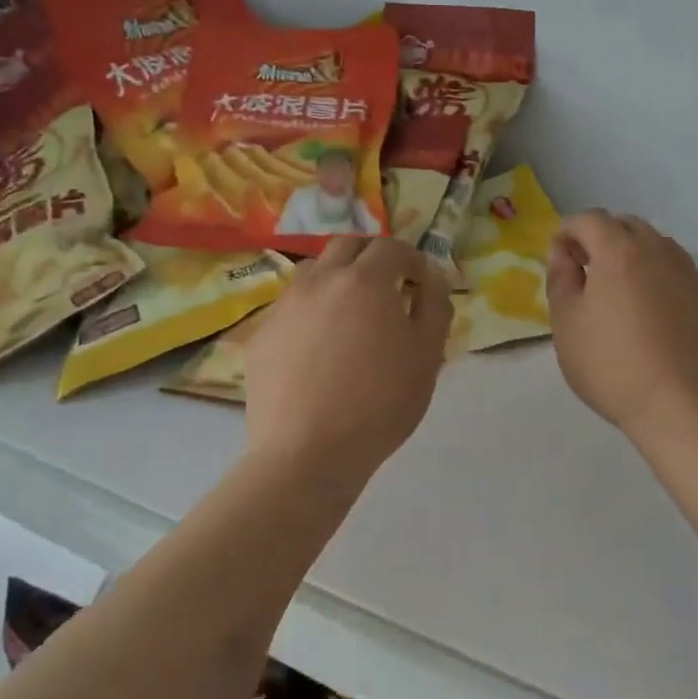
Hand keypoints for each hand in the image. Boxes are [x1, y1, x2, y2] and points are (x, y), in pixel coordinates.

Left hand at [244, 237, 451, 476]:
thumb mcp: (428, 355)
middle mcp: (320, 281)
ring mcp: (285, 306)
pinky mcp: (262, 335)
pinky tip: (320, 347)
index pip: (391, 247)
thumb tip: (433, 277)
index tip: (421, 283)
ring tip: (351, 312)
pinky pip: (291, 307)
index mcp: (365, 280)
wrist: (308, 453)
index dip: (412, 259)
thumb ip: (435, 305)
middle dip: (373, 257)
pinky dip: (312, 311)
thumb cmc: (380, 403)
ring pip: (313, 271)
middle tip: (389, 287)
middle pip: (347, 245)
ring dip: (338, 277)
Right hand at [547, 211, 697, 445]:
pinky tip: (660, 323)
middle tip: (589, 273)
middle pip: (628, 226)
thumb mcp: (567, 326)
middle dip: (603, 239)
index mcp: (620, 252)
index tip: (561, 257)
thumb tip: (564, 253)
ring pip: (660, 249)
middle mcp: (661, 252)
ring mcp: (694, 276)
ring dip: (637, 259)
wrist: (687, 410)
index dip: (568, 231)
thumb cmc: (614, 368)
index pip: (589, 219)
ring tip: (625, 297)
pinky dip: (665, 284)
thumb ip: (561, 279)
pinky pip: (684, 278)